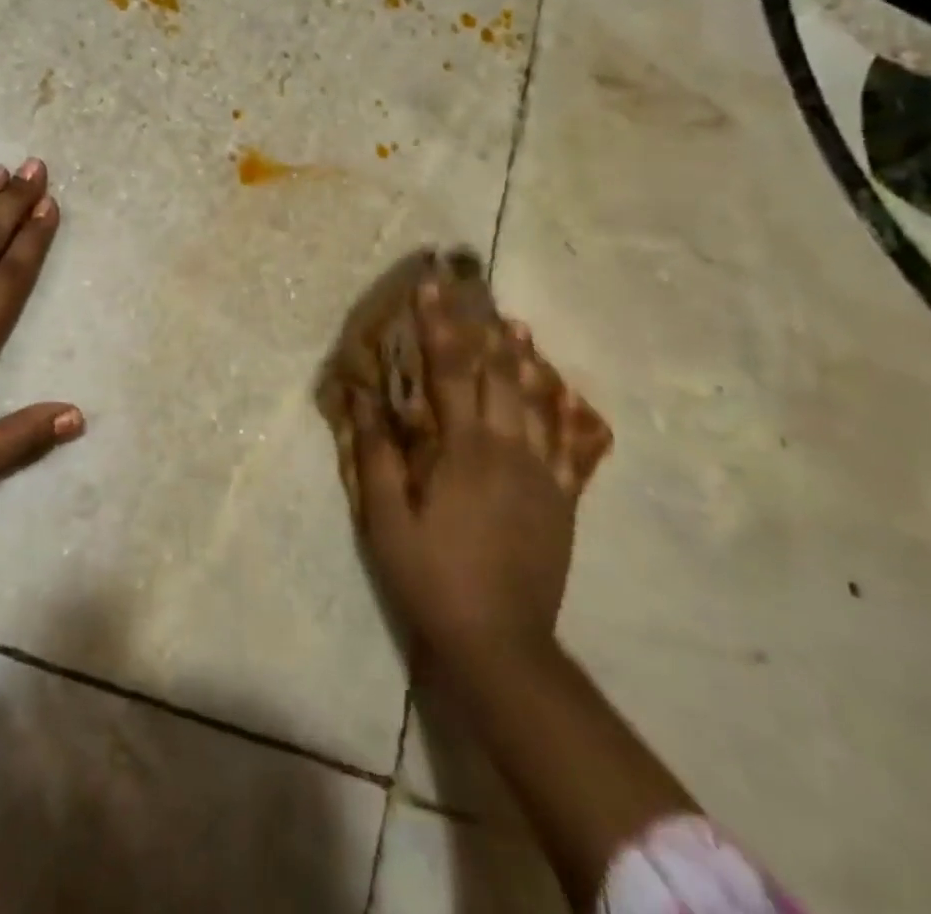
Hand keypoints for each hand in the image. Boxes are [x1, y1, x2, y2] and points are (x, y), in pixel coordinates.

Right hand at [354, 279, 607, 666]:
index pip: (448, 372)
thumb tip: (360, 397)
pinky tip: (566, 393)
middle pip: (500, 376)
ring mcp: (543, 475)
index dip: (438, 325)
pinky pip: (570, 445)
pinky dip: (567, 412)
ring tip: (518, 326)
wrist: (500, 642)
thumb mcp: (386, 519)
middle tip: (477, 295)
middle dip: (484, 331)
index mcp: (464, 451)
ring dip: (527, 361)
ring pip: (540, 403)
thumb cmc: (431, 576)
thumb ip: (376, 454)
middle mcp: (509, 450)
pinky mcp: (562, 500)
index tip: (429, 287)